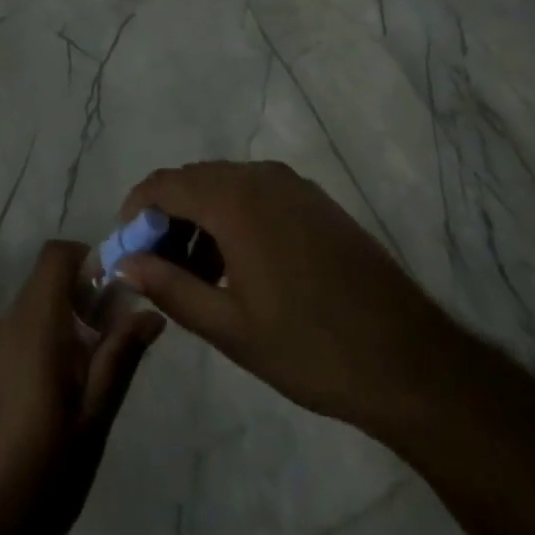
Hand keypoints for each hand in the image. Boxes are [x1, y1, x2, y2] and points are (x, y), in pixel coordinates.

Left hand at [0, 240, 163, 534]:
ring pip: (37, 305)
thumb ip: (120, 358)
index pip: (57, 254)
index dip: (90, 258)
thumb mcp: (93, 420)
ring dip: (69, 319)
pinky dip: (48, 339)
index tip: (118, 291)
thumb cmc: (41, 472)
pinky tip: (62, 391)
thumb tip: (151, 311)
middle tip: (115, 337)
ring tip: (95, 369)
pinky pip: (22, 332)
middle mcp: (11, 323)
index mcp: (37, 324)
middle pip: (49, 278)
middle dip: (86, 293)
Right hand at [116, 160, 457, 436]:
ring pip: (224, 186)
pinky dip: (232, 218)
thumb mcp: (230, 328)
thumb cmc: (310, 346)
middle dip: (166, 218)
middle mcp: (258, 176)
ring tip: (196, 275)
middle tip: (157, 268)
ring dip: (199, 219)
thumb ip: (170, 288)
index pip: (163, 184)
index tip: (125, 248)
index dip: (135, 210)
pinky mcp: (314, 200)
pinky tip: (238, 266)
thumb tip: (125, 264)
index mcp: (233, 199)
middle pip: (192, 181)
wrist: (409, 359)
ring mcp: (291, 184)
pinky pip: (255, 193)